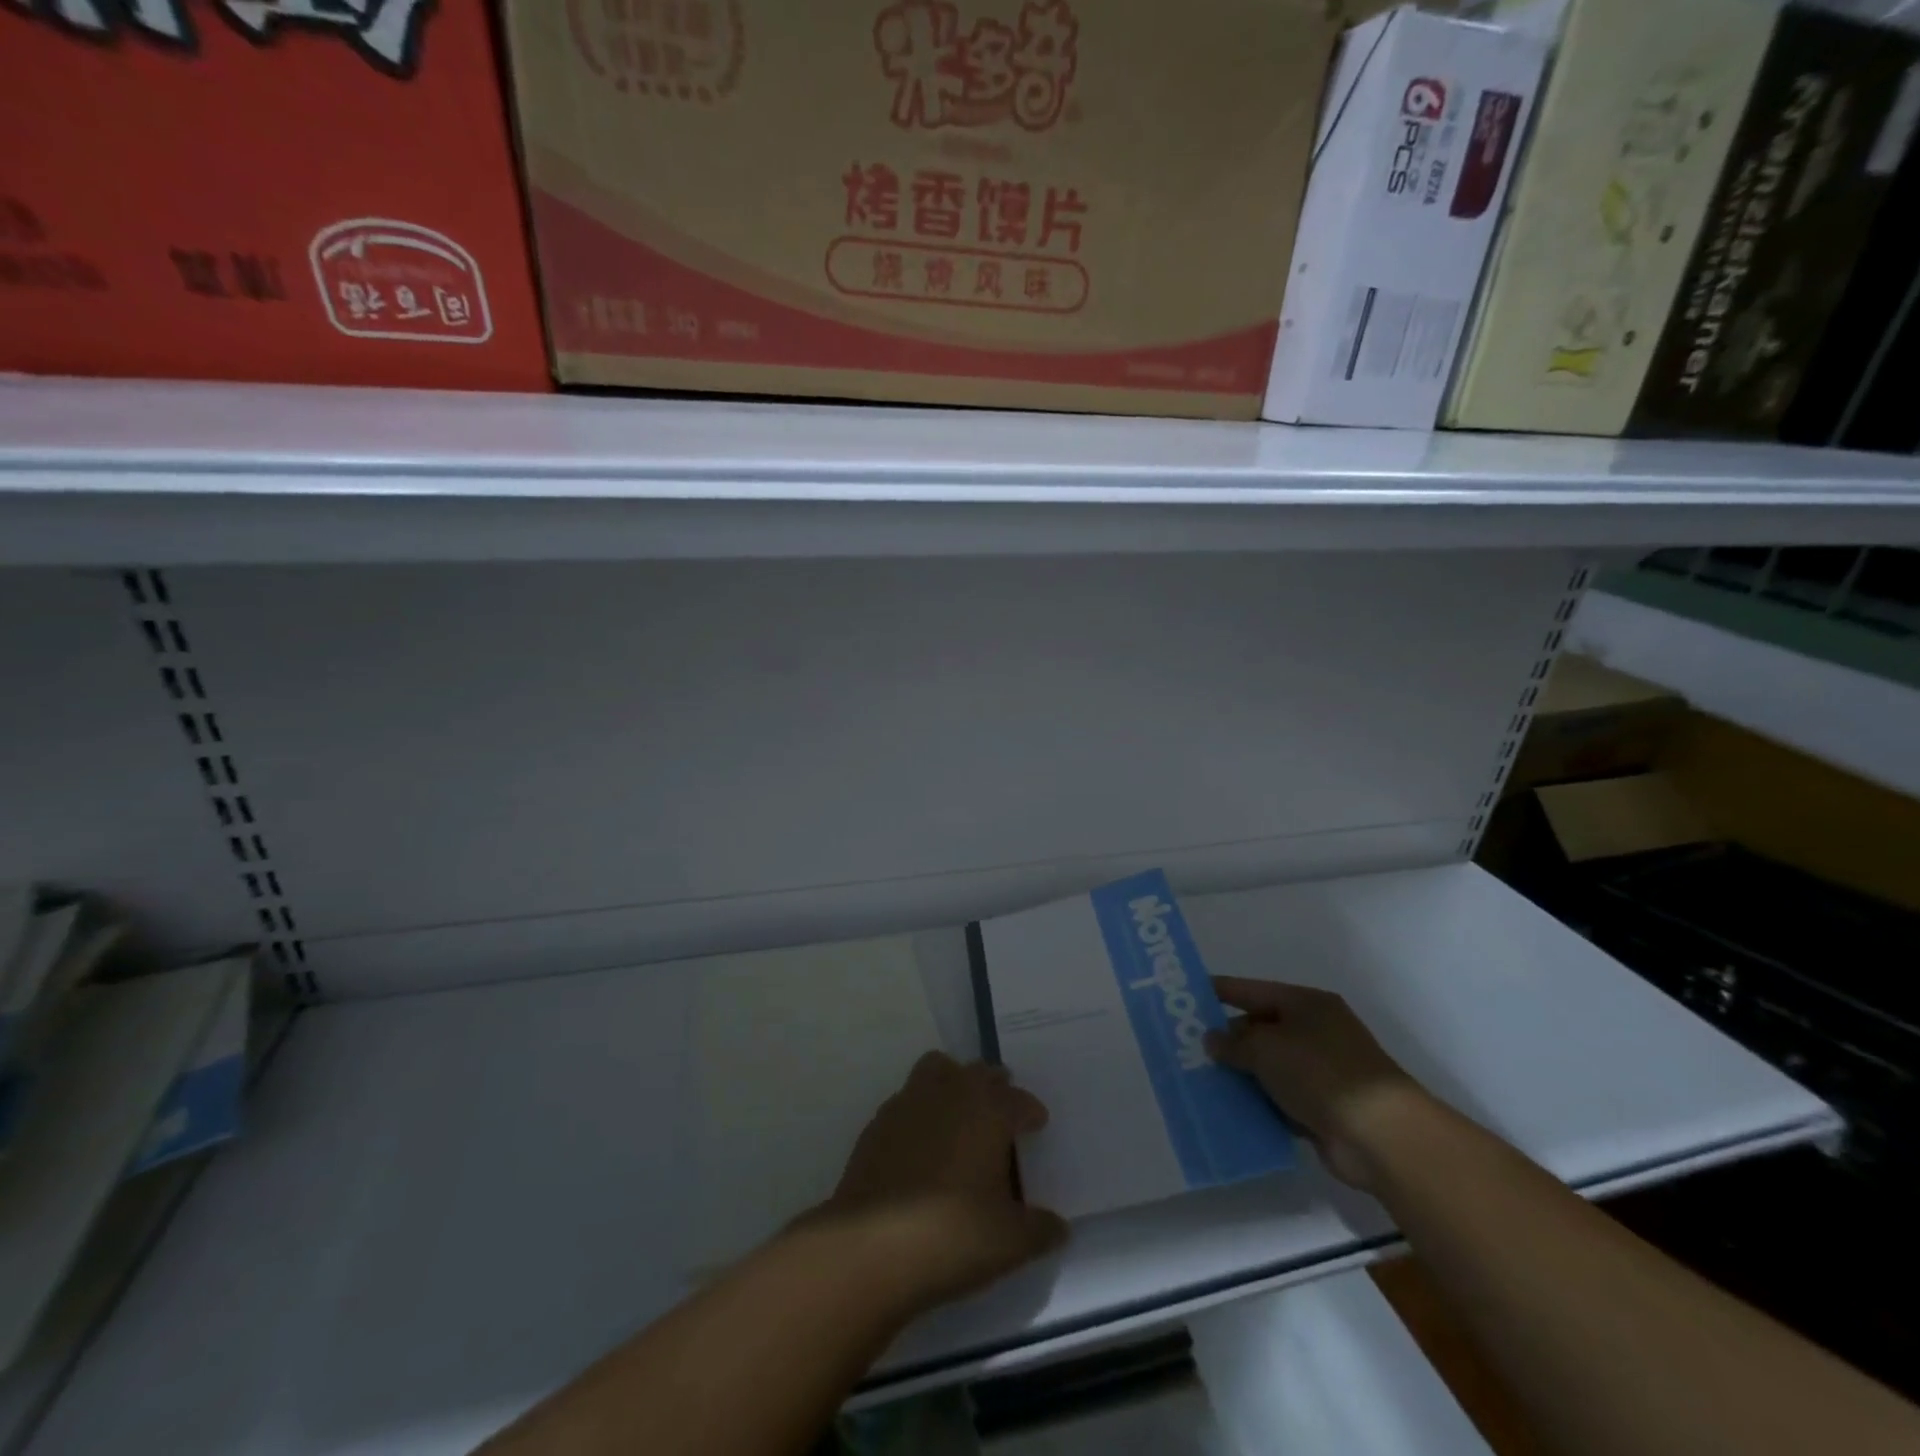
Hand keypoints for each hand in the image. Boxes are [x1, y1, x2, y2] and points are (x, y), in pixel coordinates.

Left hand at [810, 1052, 1067, 1314]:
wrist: (871, 1245)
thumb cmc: (954, 1233)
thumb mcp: (1011, 1242)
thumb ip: (1039, 1229)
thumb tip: (1058, 1227)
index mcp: (989, 1110)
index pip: (1018, 1099)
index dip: (1030, 1112)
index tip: (1037, 1125)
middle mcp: (950, 1093)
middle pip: (978, 1072)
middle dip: (994, 1087)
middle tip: (1002, 1112)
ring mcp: (909, 1103)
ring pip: (937, 1071)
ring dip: (953, 1085)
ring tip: (960, 1117)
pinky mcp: (877, 1124)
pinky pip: (907, 1102)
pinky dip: (920, 1113)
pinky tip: (922, 1147)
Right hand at [1206, 978, 1430, 1190]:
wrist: (1381, 1136)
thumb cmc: (1320, 1073)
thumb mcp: (1266, 1048)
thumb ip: (1234, 1043)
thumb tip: (1213, 1040)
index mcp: (1306, 1004)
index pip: (1252, 990)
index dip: (1220, 991)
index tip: (1186, 994)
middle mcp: (1315, 1032)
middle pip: (1260, 1028)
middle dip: (1227, 1039)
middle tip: (1187, 1047)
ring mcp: (1321, 1072)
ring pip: (1269, 1067)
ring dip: (1241, 1075)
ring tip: (1200, 1080)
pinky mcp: (1323, 1108)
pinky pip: (1280, 1099)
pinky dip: (1259, 1103)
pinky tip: (1230, 1109)